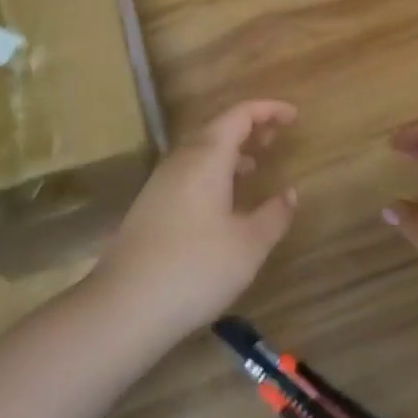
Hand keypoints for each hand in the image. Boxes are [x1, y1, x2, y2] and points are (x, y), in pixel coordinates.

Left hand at [94, 100, 298, 340]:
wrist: (123, 307)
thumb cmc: (195, 268)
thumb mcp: (248, 245)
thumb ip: (274, 215)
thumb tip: (290, 193)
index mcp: (207, 157)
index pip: (240, 115)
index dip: (268, 110)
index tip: (294, 116)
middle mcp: (181, 160)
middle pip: (218, 129)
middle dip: (249, 128)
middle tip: (277, 137)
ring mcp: (161, 183)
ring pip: (200, 152)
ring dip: (230, 152)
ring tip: (255, 166)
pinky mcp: (150, 206)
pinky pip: (188, 172)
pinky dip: (213, 173)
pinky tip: (223, 203)